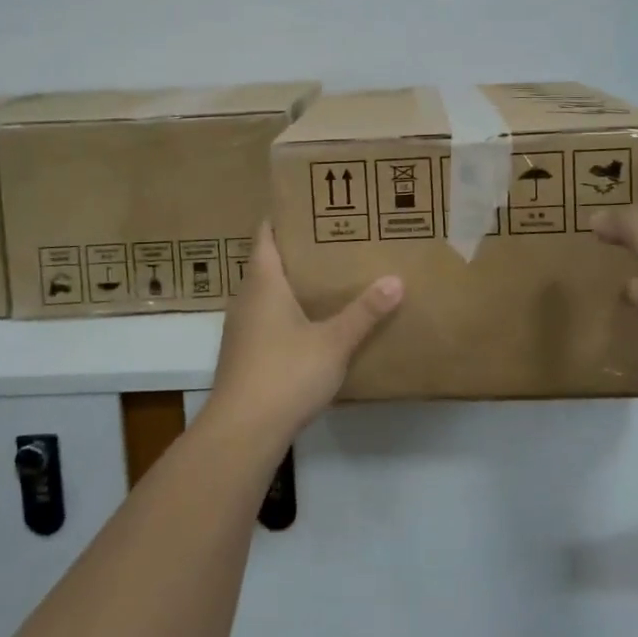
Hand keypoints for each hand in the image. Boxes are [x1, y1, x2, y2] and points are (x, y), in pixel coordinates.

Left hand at [202, 223, 402, 448]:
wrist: (242, 431)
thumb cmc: (285, 374)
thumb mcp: (333, 342)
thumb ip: (364, 312)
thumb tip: (395, 279)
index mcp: (263, 282)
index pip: (265, 235)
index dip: (284, 217)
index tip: (310, 205)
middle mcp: (246, 298)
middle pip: (267, 261)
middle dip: (297, 249)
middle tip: (333, 239)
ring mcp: (241, 328)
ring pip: (266, 292)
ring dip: (291, 282)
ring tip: (328, 277)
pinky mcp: (244, 354)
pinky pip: (266, 318)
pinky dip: (286, 311)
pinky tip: (311, 323)